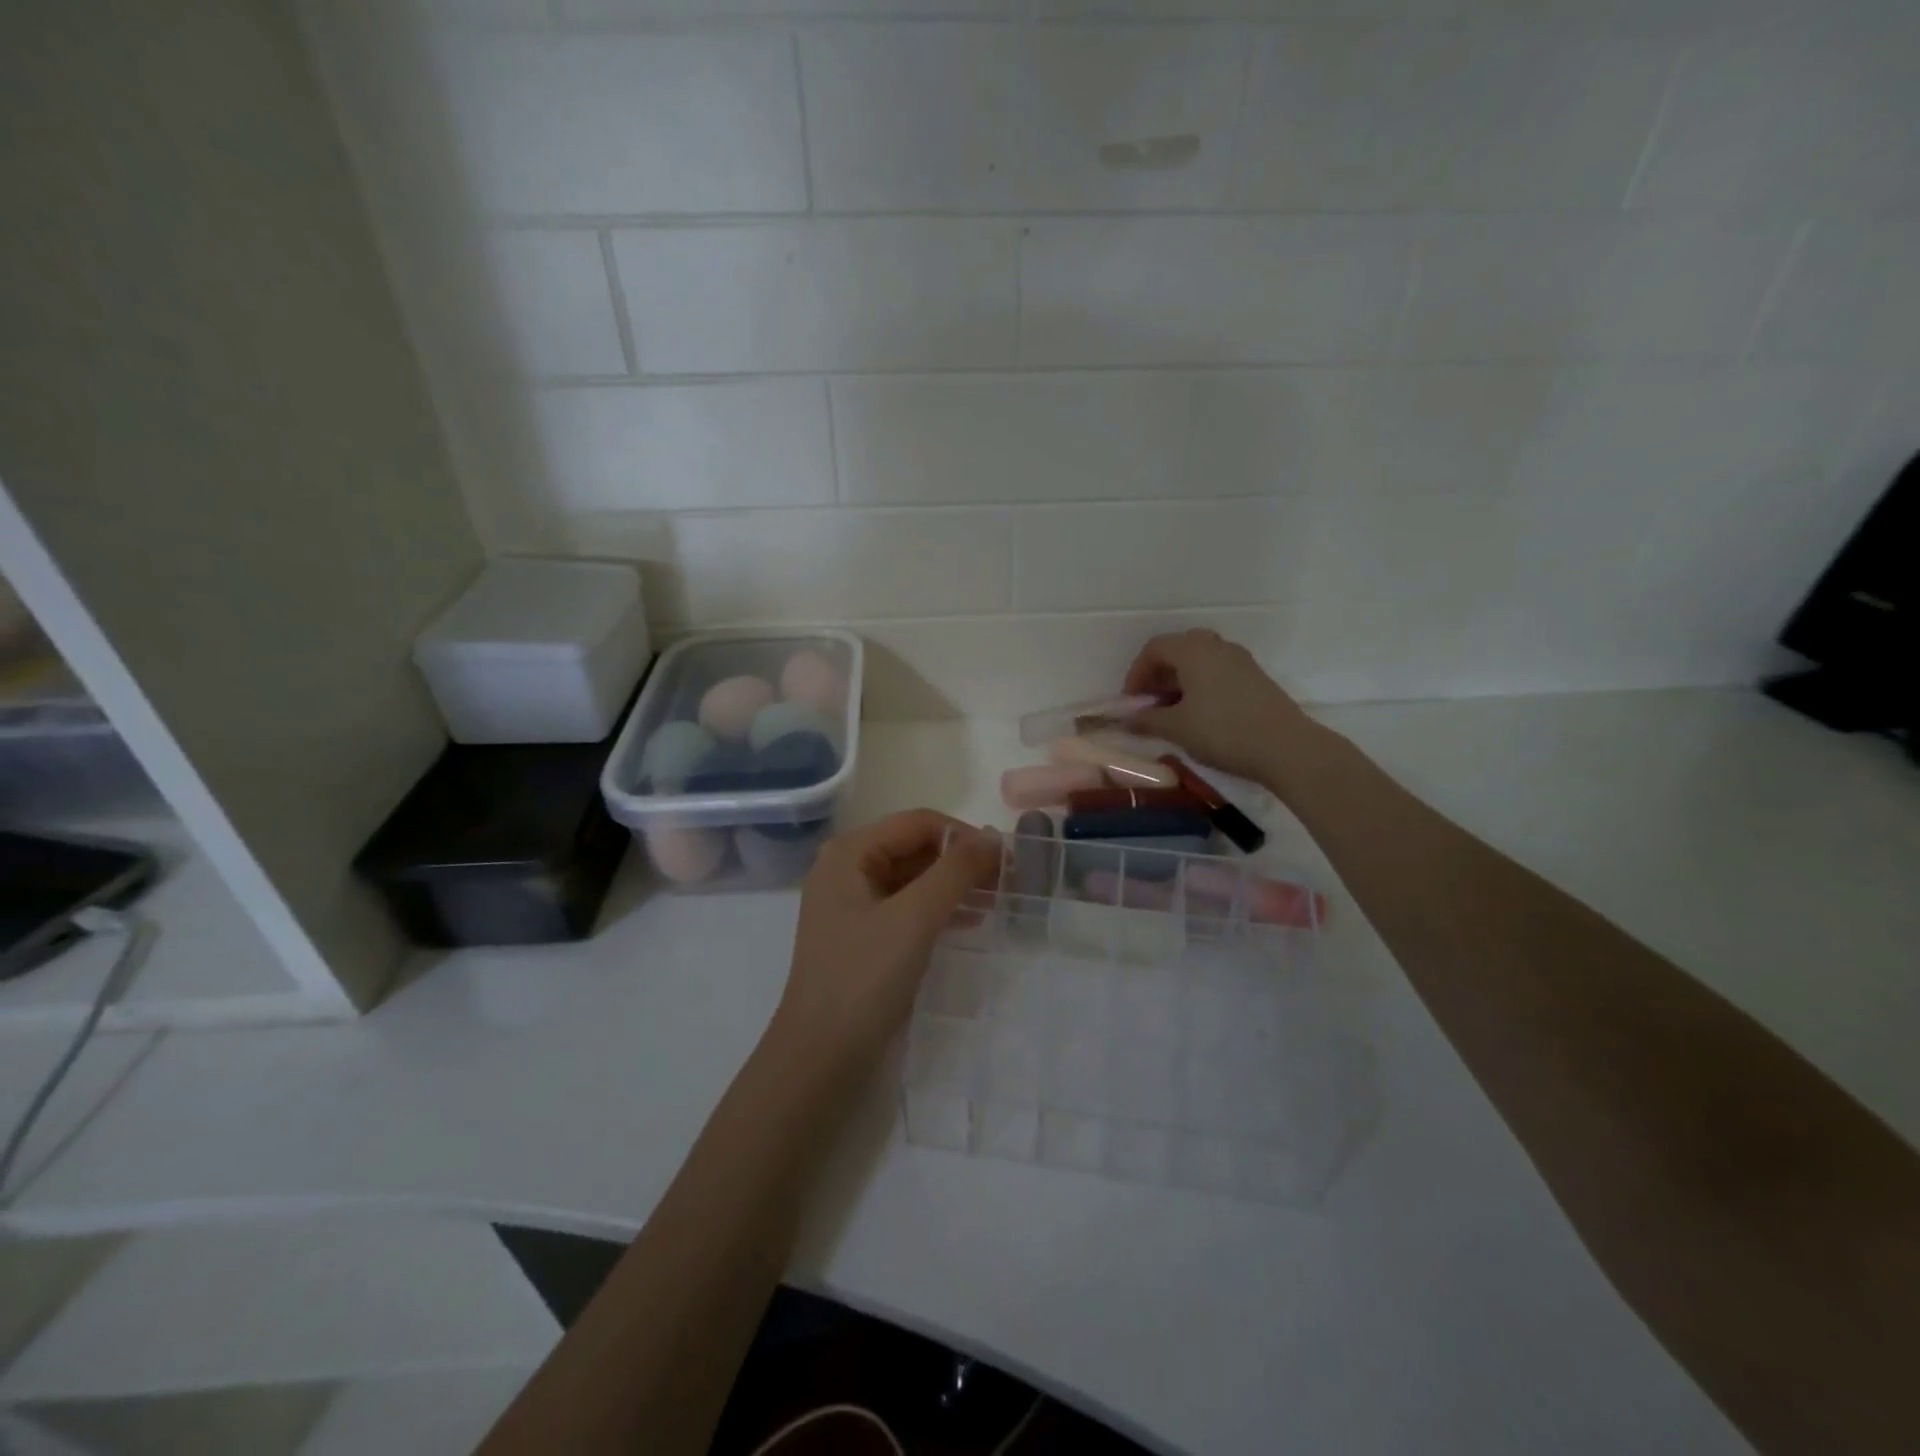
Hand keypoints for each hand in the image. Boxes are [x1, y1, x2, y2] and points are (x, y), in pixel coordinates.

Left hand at [773, 810, 999, 1068]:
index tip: (1007, 860)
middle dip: (961, 861)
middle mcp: (847, 869)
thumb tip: (992, 838)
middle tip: (1008, 882)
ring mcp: (853, 904)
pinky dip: (939, 908)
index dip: (964, 836)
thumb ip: (955, 872)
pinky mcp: (864, 935)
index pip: (918, 823)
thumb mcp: (914, 919)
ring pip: (914, 878)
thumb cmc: (864, 979)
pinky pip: (907, 907)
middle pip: (915, 847)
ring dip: (954, 885)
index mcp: (849, 853)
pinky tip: (970, 921)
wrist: (820, 1059)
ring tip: (997, 901)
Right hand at [1123, 629, 1312, 786]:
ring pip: (1200, 660)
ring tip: (1174, 711)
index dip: (1136, 673)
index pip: (1154, 648)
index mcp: (1193, 650)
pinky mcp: (1256, 678)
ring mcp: (1241, 661)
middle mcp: (1217, 647)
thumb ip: (1146, 720)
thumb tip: (1126, 720)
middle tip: (1151, 702)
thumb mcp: (1177, 728)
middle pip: (1178, 649)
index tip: (1131, 702)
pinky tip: (1200, 715)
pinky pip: (1219, 672)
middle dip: (1159, 674)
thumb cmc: (1222, 731)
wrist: (1286, 747)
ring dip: (1181, 680)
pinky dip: (1201, 686)